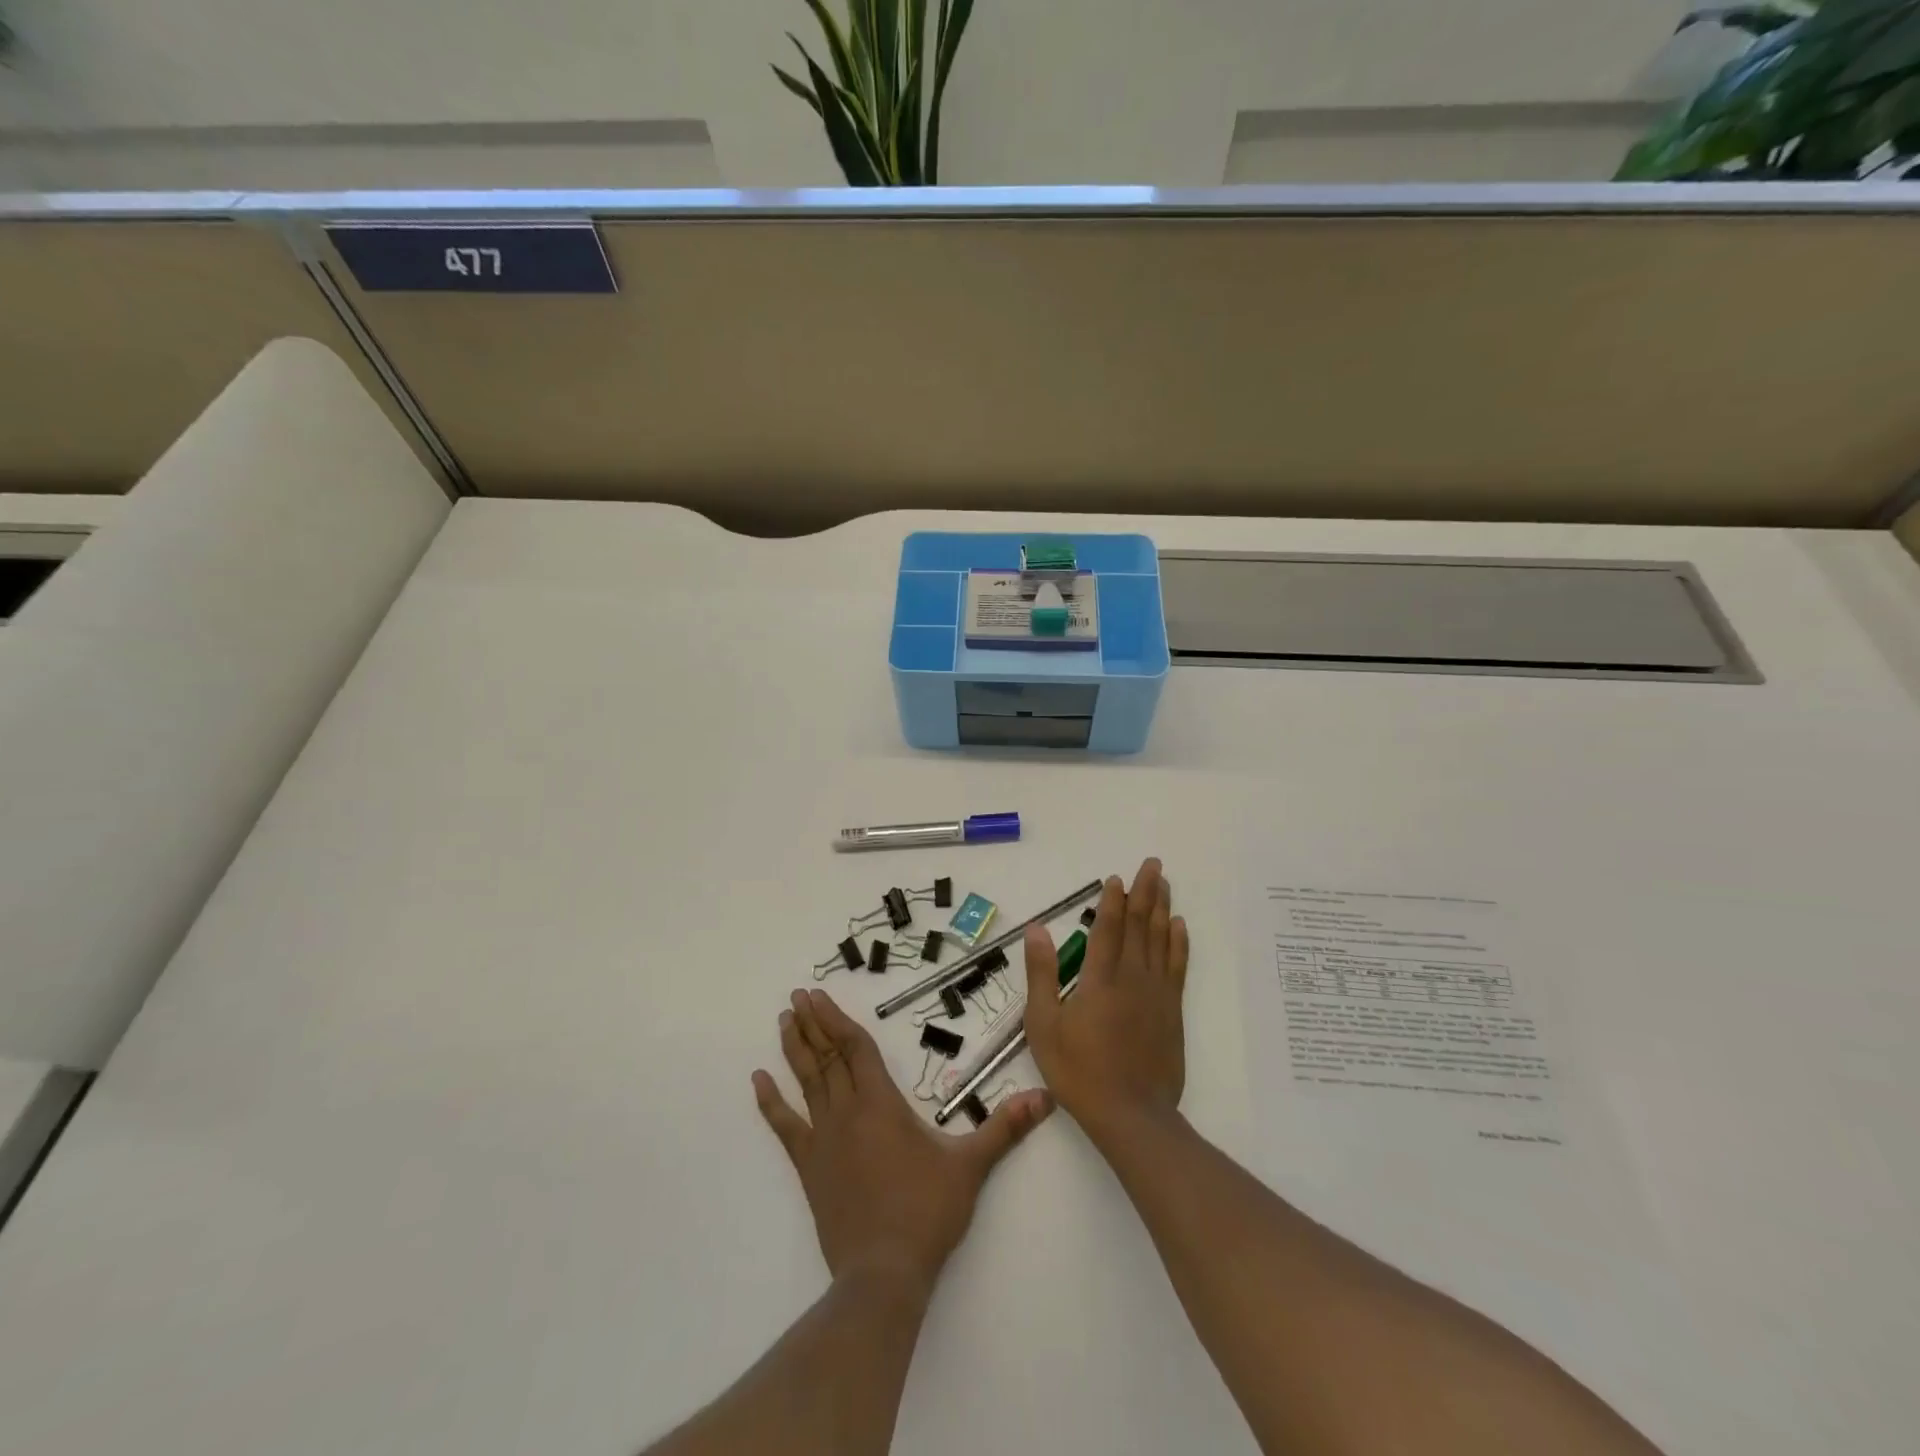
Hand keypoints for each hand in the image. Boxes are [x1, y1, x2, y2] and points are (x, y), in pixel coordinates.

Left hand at [753, 988, 1052, 1293]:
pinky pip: (784, 1126)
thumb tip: (1044, 1098)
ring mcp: (823, 1139)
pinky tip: (758, 1080)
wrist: (883, 1274)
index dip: (838, 1019)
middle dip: (812, 1023)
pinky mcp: (809, 1167)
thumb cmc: (926, 1213)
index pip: (856, 1048)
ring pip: (806, 1082)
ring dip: (795, 1049)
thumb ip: (1004, 1128)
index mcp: (881, 1103)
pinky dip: (771, 1102)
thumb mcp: (970, 1166)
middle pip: (827, 1056)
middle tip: (796, 996)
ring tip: (784, 1020)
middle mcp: (847, 1111)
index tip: (819, 996)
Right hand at [1022, 858, 1188, 1138]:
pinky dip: (1179, 943)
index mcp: (1099, 977)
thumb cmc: (1078, 1070)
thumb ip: (1041, 973)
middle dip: (1145, 892)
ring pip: (1161, 939)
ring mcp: (1157, 993)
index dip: (1112, 901)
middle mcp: (1132, 976)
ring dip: (1163, 908)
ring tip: (1165, 883)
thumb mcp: (1044, 1023)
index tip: (1117, 878)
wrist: (1130, 1114)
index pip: (1107, 928)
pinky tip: (1180, 926)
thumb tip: (1037, 929)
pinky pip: (1177, 966)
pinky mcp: (1172, 1011)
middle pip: (1141, 925)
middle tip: (1153, 864)